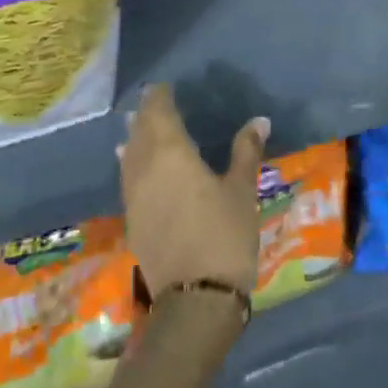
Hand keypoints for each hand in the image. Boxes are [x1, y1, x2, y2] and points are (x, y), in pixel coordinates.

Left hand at [118, 84, 267, 299]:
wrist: (195, 301)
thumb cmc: (223, 236)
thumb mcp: (242, 191)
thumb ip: (246, 152)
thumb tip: (259, 120)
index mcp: (171, 152)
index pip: (158, 113)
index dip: (159, 97)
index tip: (164, 86)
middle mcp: (144, 168)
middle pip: (139, 132)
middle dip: (146, 115)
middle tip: (154, 102)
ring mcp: (134, 196)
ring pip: (129, 156)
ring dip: (134, 138)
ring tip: (138, 127)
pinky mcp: (132, 221)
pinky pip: (128, 179)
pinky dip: (132, 164)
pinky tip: (137, 167)